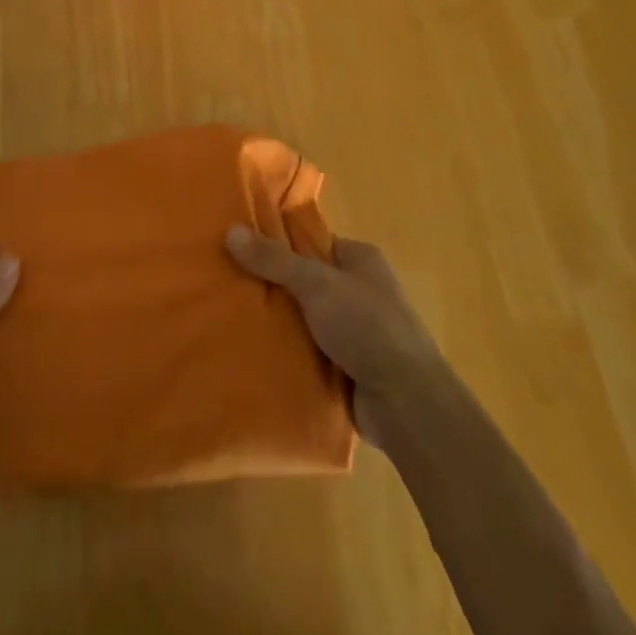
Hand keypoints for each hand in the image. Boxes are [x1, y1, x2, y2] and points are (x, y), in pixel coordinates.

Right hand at [225, 226, 445, 449]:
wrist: (408, 404)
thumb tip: (230, 230)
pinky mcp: (347, 367)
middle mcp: (359, 290)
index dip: (276, 244)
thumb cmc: (368, 327)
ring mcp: (354, 331)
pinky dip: (287, 354)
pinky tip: (252, 354)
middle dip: (271, 287)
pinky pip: (308, 352)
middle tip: (227, 287)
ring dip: (276, 324)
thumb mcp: (317, 284)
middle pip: (303, 281)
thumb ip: (274, 260)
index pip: (310, 242)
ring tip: (229, 319)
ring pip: (303, 319)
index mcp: (360, 259)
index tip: (238, 249)